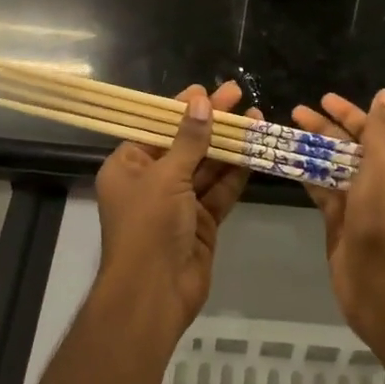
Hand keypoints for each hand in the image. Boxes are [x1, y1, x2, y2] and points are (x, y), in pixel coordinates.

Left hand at [94, 80, 256, 338]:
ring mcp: (178, 203)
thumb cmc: (149, 226)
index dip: (182, 108)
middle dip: (212, 122)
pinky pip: (219, 191)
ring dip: (229, 145)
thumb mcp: (167, 176)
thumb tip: (201, 101)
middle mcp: (151, 181)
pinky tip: (255, 151)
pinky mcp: (201, 222)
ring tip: (256, 117)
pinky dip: (236, 173)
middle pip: (185, 144)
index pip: (156, 127)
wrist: (155, 293)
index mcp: (128, 167)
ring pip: (206, 166)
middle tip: (239, 94)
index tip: (206, 90)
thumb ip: (188, 139)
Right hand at [292, 89, 384, 350]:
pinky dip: (305, 176)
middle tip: (293, 112)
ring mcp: (353, 202)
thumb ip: (381, 130)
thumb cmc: (382, 217)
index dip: (346, 112)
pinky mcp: (335, 222)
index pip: (367, 129)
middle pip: (344, 146)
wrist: (380, 280)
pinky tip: (287, 166)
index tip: (322, 98)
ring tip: (282, 135)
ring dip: (310, 150)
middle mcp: (372, 179)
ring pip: (329, 167)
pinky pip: (319, 191)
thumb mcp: (384, 166)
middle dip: (322, 127)